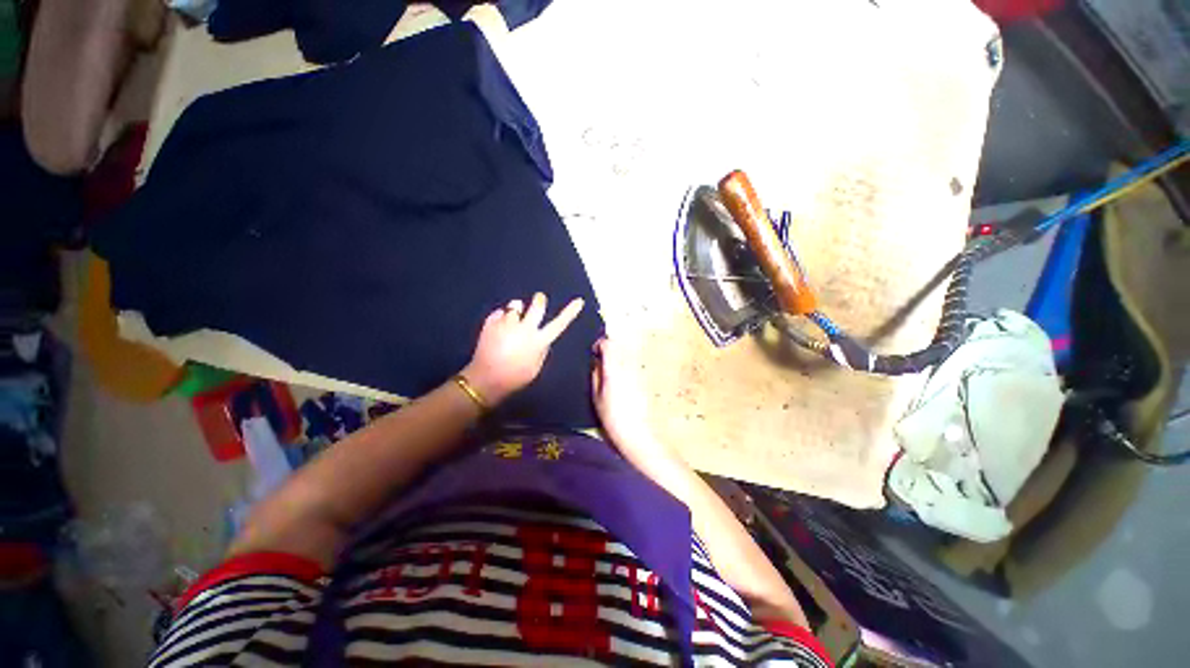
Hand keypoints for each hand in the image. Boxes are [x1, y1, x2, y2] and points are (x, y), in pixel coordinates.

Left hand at [462, 293, 584, 404]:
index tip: (579, 301)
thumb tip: (542, 338)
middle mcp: (525, 329)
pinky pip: (499, 313)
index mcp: (539, 341)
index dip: (570, 312)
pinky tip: (497, 330)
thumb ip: (541, 350)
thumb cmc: (515, 378)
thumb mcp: (535, 367)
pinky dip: (500, 319)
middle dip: (539, 300)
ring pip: (515, 305)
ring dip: (516, 311)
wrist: (485, 380)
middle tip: (539, 299)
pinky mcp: (491, 322)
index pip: (559, 324)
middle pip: (537, 305)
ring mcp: (507, 324)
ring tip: (511, 322)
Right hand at [591, 336, 676, 467]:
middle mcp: (628, 367)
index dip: (600, 344)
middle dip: (608, 351)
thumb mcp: (596, 396)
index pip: (609, 345)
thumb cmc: (612, 416)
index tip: (594, 351)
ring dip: (616, 359)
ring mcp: (637, 372)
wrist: (634, 432)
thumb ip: (595, 375)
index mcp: (614, 370)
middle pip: (618, 348)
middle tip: (599, 363)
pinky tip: (619, 383)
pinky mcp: (643, 379)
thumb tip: (595, 361)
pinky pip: (631, 366)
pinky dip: (623, 368)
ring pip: (625, 356)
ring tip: (608, 375)